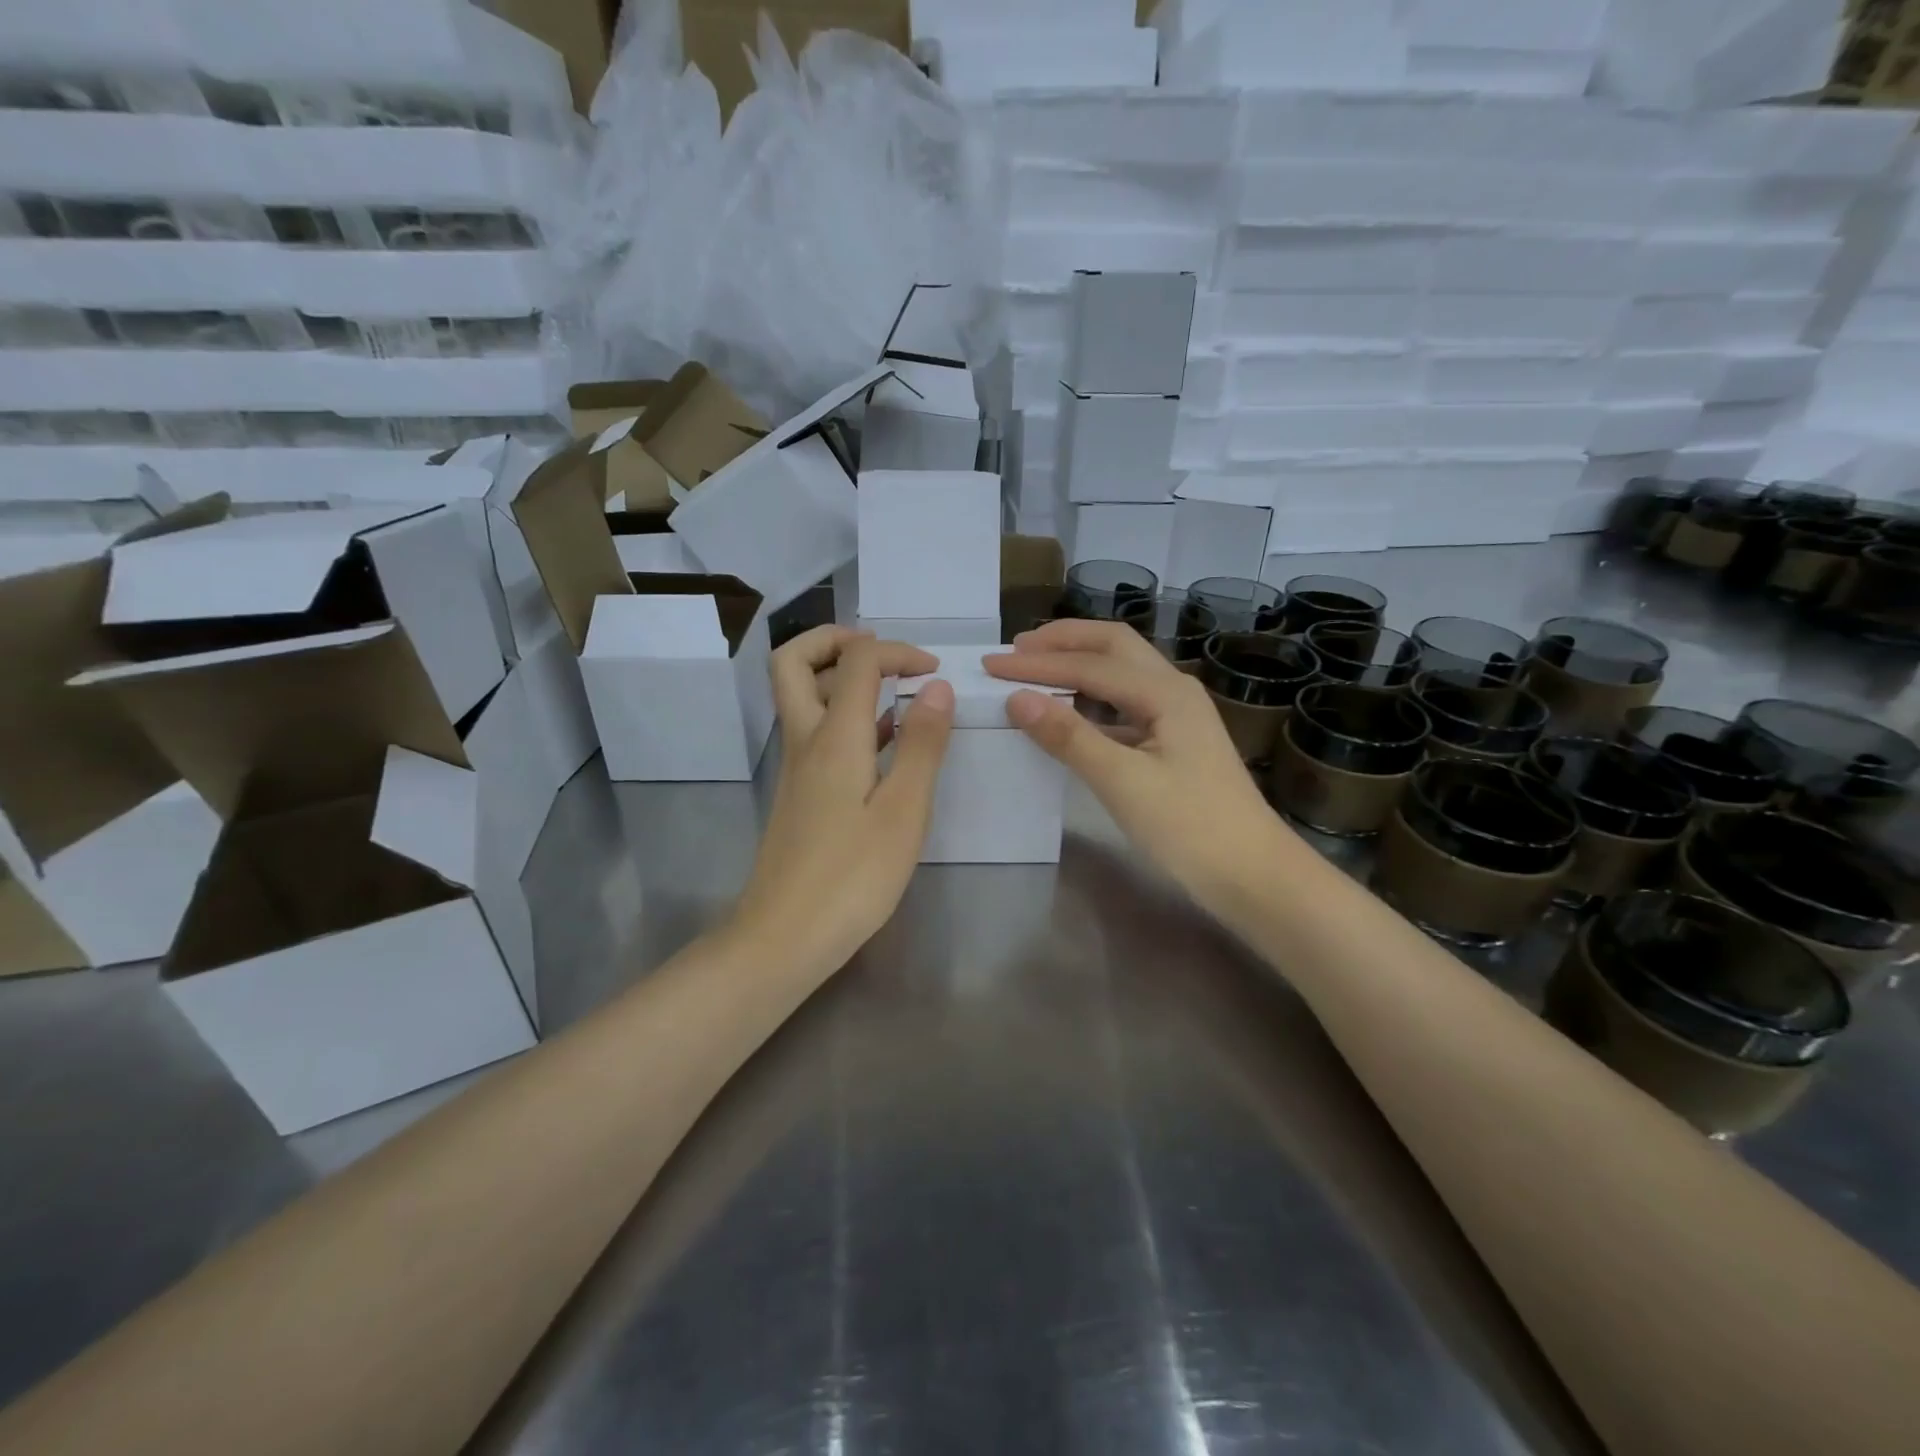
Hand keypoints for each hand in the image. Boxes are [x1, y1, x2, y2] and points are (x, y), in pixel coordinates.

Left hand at [733, 628, 953, 975]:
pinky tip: (882, 744)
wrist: (784, 937)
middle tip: (880, 652)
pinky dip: (843, 716)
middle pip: (793, 662)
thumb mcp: (903, 811)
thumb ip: (923, 745)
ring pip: (800, 696)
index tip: (934, 672)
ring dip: (839, 677)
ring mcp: (796, 767)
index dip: (897, 651)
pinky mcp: (799, 793)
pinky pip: (814, 731)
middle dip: (835, 640)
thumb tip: (937, 686)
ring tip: (892, 692)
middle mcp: (805, 740)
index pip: (857, 661)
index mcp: (833, 737)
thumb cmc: (852, 877)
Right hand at [985, 620, 1292, 917]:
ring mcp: (1177, 716)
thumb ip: (1070, 737)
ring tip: (1036, 669)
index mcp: (1165, 692)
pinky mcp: (1174, 742)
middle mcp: (1173, 691)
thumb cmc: (1191, 828)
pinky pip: (1125, 705)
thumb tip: (1017, 699)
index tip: (991, 665)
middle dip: (1064, 642)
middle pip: (1113, 647)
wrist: (1253, 875)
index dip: (1038, 664)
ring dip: (1079, 664)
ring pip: (1121, 673)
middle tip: (1016, 650)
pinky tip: (1070, 714)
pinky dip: (1091, 699)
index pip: (1089, 665)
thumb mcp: (1123, 782)